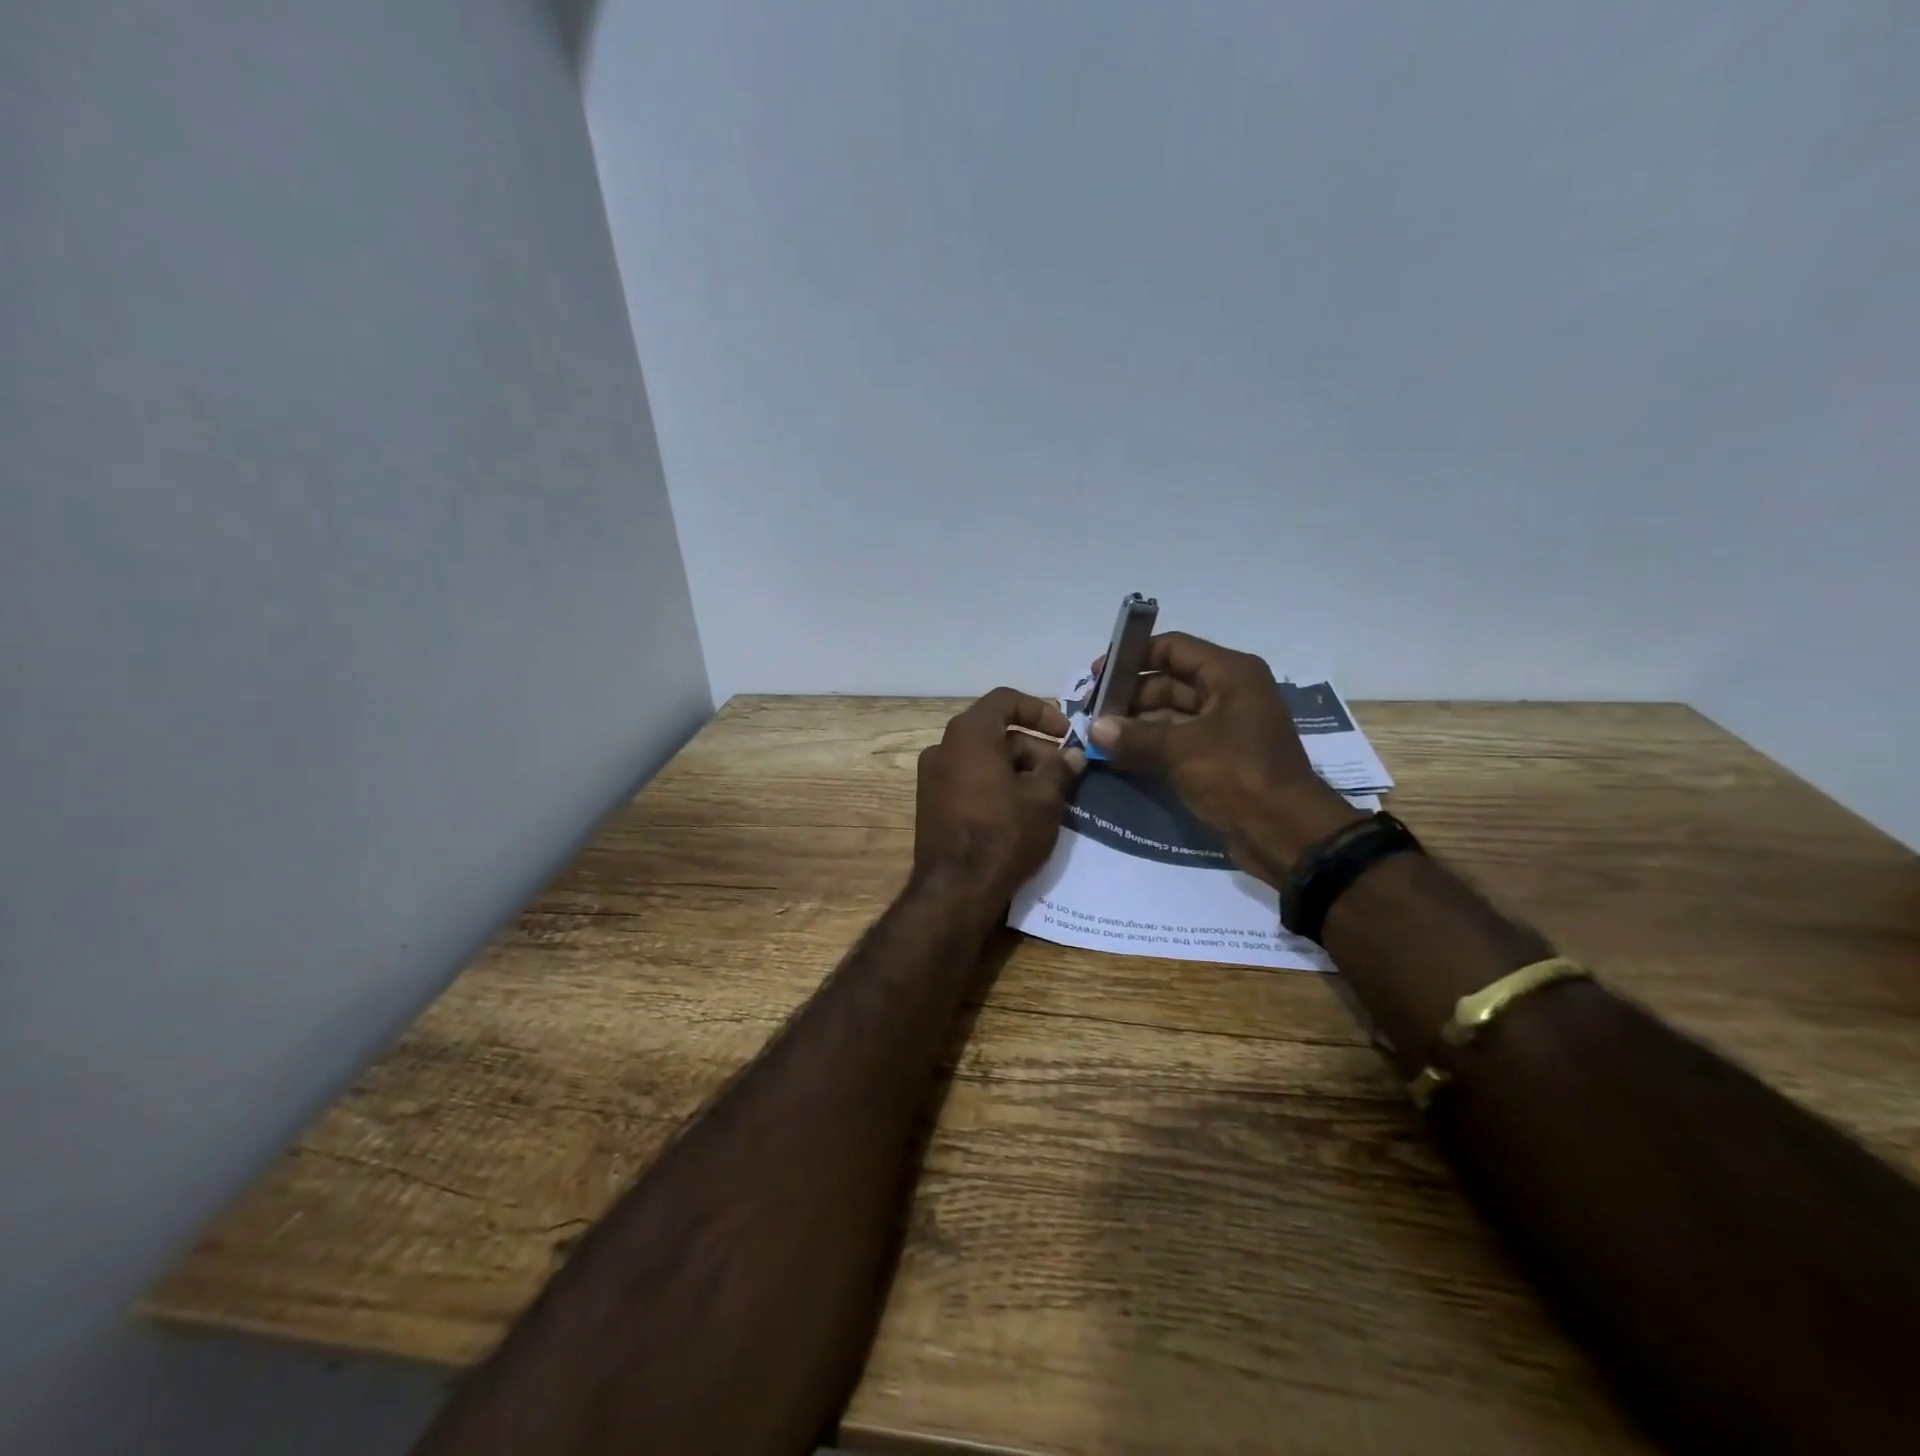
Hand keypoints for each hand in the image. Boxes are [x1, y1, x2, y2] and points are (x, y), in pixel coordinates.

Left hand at [913, 688, 1084, 906]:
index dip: (1040, 711)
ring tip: (1047, 798)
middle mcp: (943, 747)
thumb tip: (1073, 755)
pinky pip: (969, 780)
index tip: (1066, 734)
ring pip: (983, 758)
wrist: (955, 890)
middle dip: (1034, 748)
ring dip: (1017, 769)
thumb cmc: (1004, 834)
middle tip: (1064, 774)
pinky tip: (1020, 812)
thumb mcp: (1044, 799)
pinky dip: (996, 785)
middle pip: (996, 732)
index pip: (1006, 700)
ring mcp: (932, 777)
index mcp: (968, 734)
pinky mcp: (931, 804)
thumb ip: (1061, 768)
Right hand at [1087, 633, 1359, 882]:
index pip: (1173, 648)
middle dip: (1130, 696)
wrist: (1286, 834)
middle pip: (1169, 681)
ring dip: (1136, 724)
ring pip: (1171, 714)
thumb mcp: (1182, 751)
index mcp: (1230, 674)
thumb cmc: (1238, 776)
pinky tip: (1117, 756)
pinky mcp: (1219, 757)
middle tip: (1092, 714)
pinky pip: (1177, 741)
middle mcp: (1229, 692)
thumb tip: (1093, 728)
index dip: (1134, 657)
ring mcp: (1225, 726)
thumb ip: (1134, 736)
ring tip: (1098, 737)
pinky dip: (1150, 746)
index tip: (1098, 676)